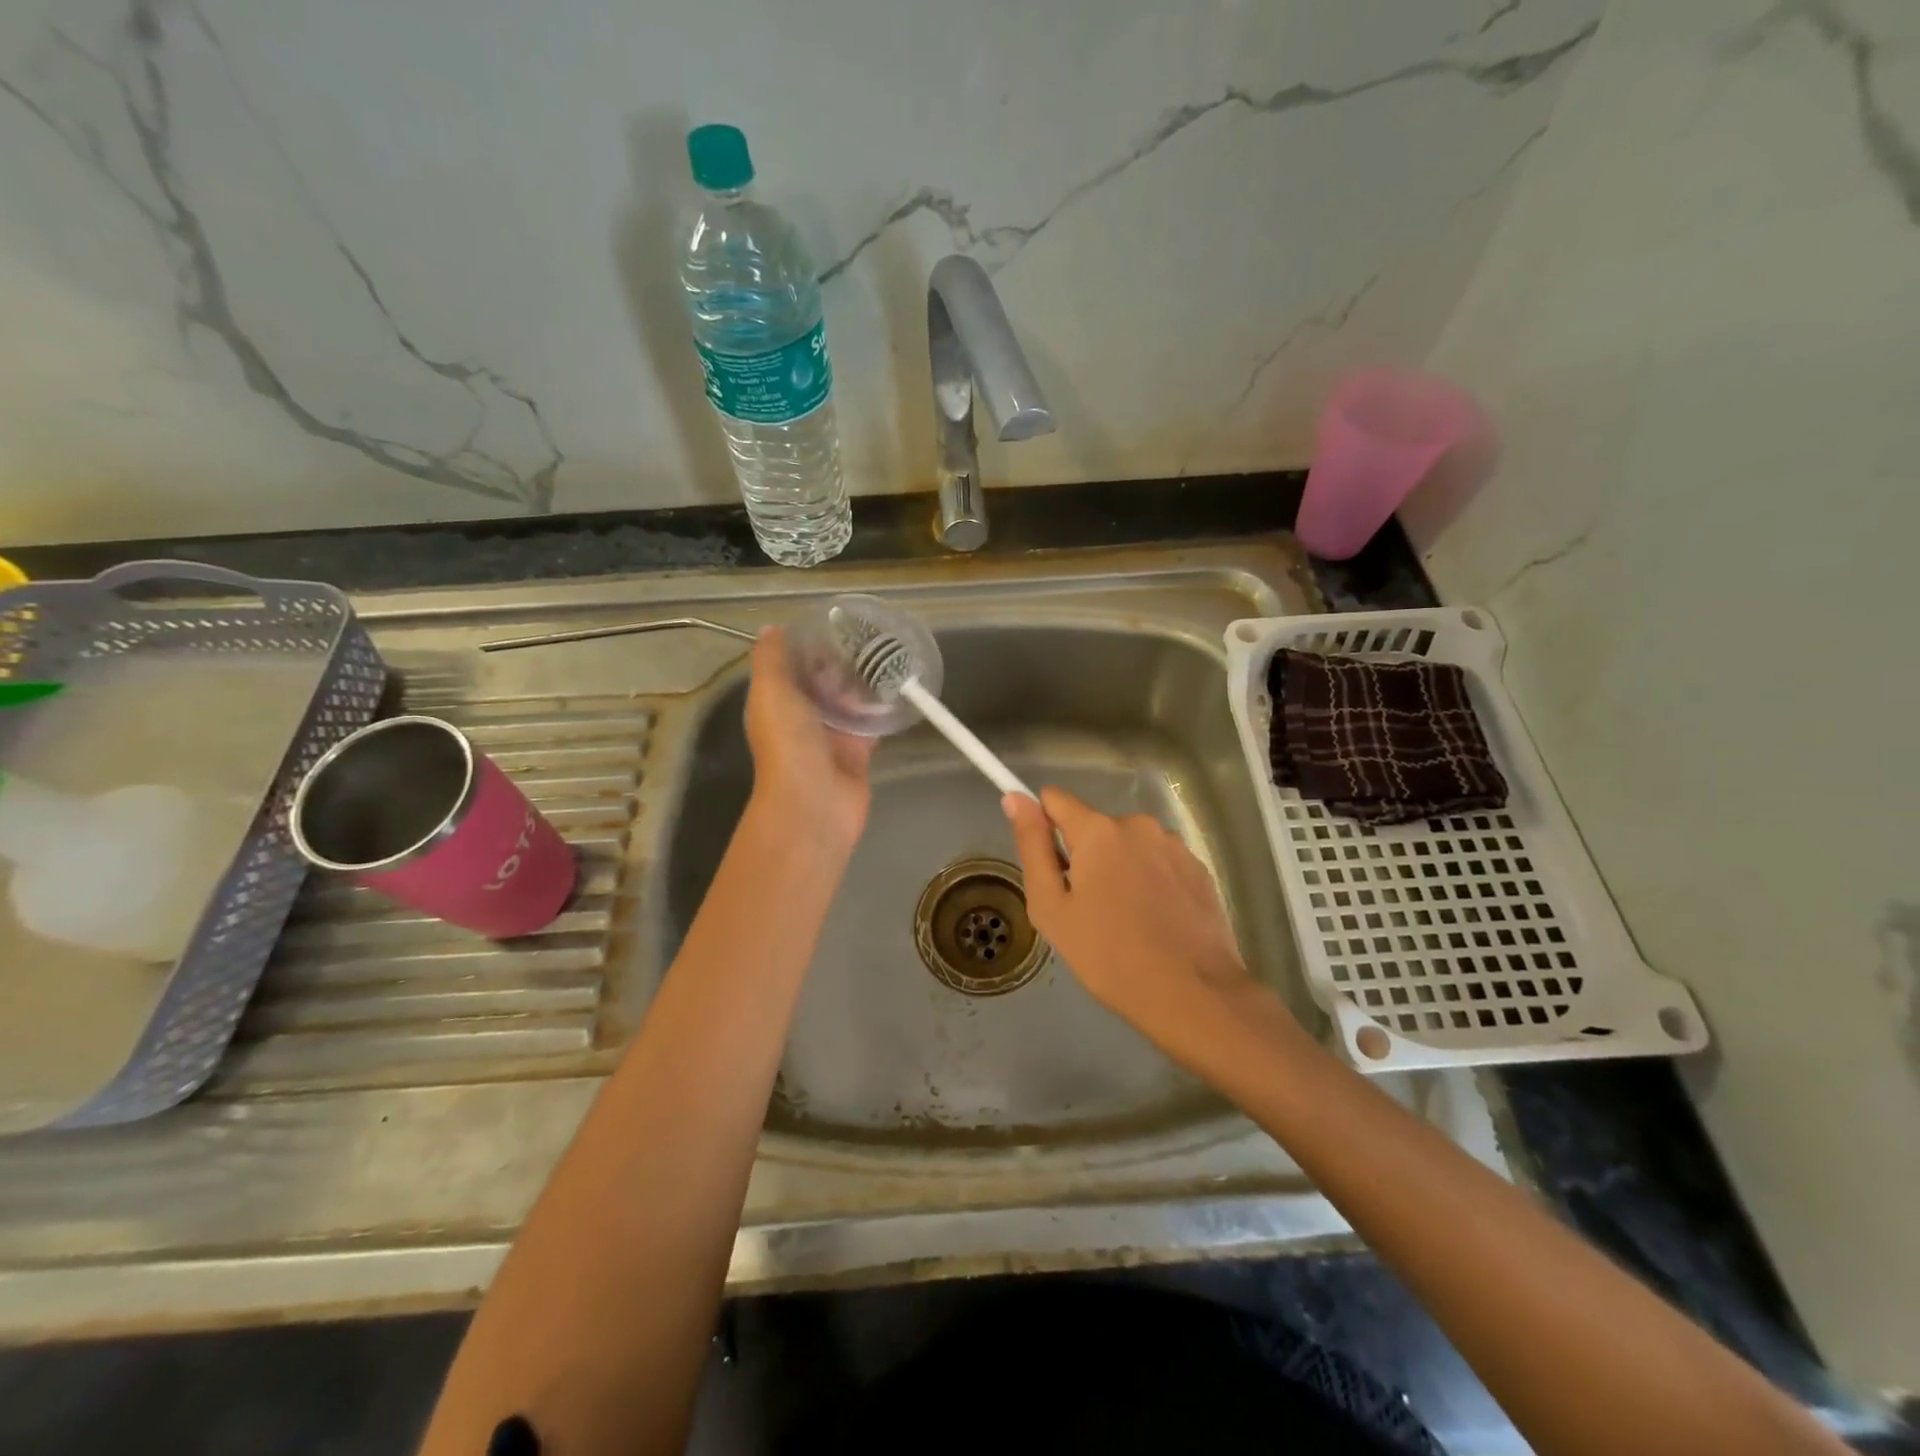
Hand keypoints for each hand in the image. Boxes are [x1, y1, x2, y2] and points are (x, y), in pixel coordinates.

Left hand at [744, 627, 875, 853]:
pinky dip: (883, 710)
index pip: (792, 667)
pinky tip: (900, 687)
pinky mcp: (858, 752)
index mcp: (776, 702)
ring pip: (849, 703)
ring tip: (889, 654)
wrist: (815, 803)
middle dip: (841, 663)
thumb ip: (771, 660)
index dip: (809, 646)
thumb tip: (772, 629)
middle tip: (870, 636)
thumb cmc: (789, 743)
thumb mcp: (771, 691)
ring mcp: (831, 737)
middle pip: (823, 683)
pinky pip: (871, 725)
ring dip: (863, 684)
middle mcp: (801, 718)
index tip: (834, 624)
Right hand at [1004, 788, 1256, 1049]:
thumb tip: (1015, 798)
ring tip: (1124, 919)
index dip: (1043, 826)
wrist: (1193, 994)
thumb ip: (1032, 846)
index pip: (1055, 800)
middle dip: (1085, 857)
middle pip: (1094, 827)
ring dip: (1119, 868)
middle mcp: (1138, 824)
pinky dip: (1150, 881)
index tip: (1049, 865)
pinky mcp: (1198, 868)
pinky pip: (1158, 862)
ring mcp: (1174, 845)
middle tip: (1086, 909)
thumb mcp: (1051, 907)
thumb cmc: (1108, 955)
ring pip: (1128, 845)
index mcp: (1098, 830)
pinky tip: (1155, 921)